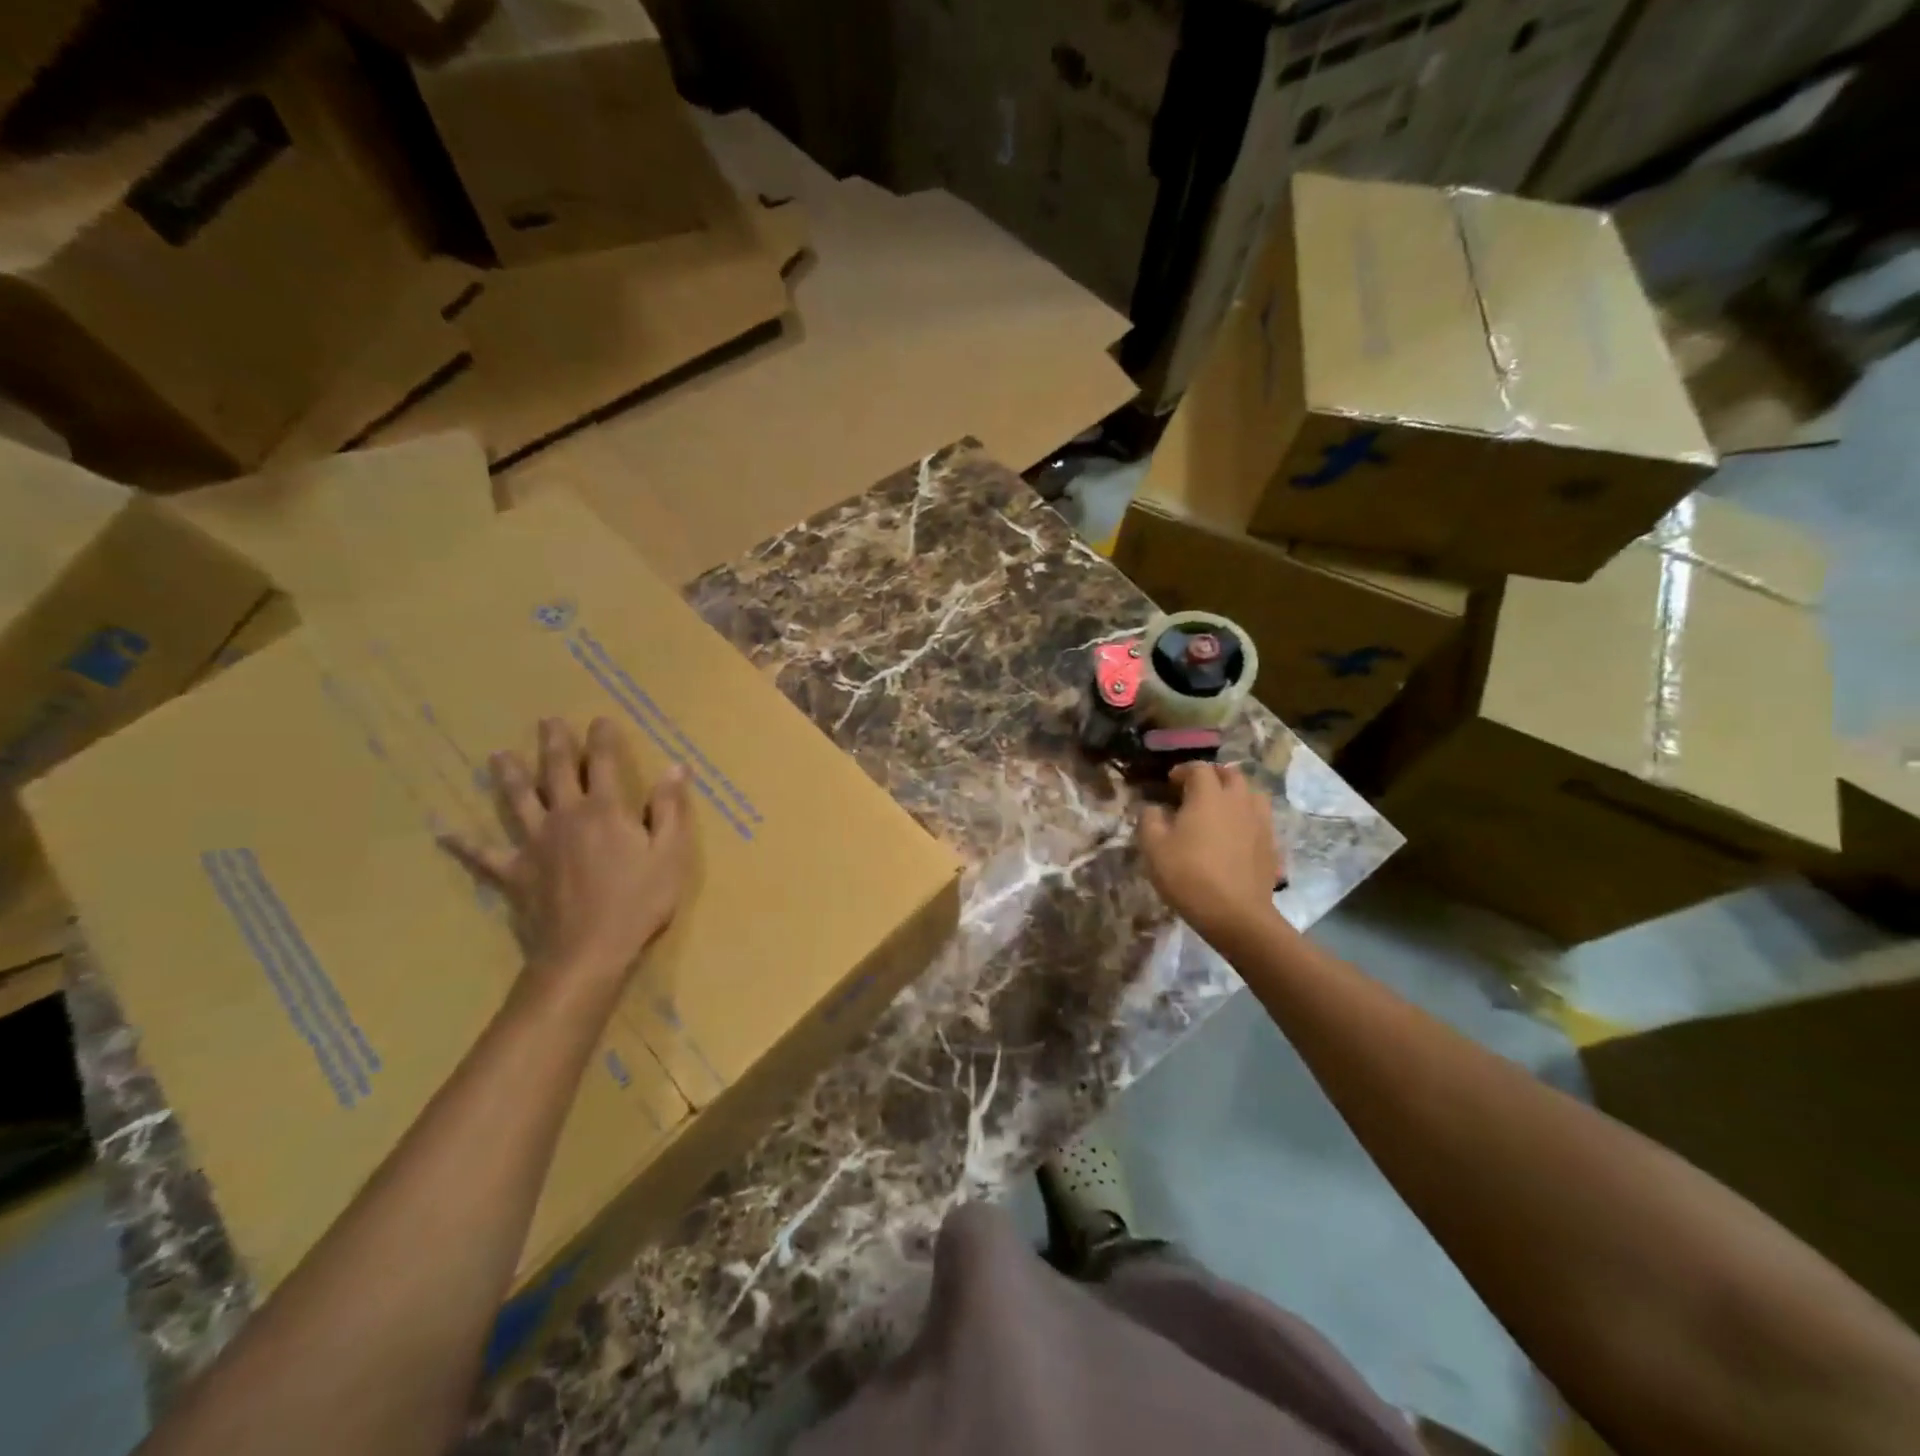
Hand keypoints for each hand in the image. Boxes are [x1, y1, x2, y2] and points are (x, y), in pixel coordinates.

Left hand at [444, 717, 692, 995]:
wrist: (587, 953)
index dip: (603, 739)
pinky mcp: (514, 874)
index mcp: (606, 811)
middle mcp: (565, 817)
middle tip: (547, 721)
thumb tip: (676, 767)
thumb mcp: (671, 854)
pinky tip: (445, 834)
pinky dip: (464, 845)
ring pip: (518, 802)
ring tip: (498, 755)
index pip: (604, 763)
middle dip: (555, 744)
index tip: (600, 719)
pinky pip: (484, 856)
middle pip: (556, 772)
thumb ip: (670, 809)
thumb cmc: (638, 903)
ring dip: (508, 776)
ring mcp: (534, 845)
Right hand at [1138, 762, 1283, 939]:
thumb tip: (1154, 808)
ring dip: (1235, 793)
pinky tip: (1236, 834)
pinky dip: (1247, 817)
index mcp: (1208, 795)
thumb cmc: (1188, 875)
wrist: (1236, 914)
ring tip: (1221, 808)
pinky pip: (1260, 818)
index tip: (1170, 782)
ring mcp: (1259, 822)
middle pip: (1231, 774)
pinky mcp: (1271, 844)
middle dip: (1213, 776)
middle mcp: (1238, 801)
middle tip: (1196, 790)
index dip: (1183, 771)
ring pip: (1251, 793)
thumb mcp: (1153, 847)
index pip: (1199, 768)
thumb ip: (1149, 819)